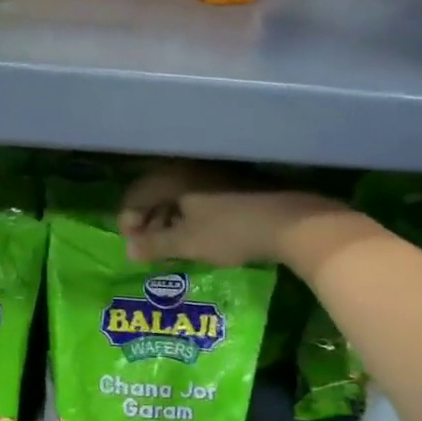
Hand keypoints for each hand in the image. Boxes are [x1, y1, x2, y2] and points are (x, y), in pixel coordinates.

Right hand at [119, 168, 359, 267]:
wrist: (293, 222)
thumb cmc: (231, 231)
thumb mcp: (187, 243)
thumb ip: (154, 246)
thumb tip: (129, 251)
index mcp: (173, 178)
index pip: (136, 196)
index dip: (128, 222)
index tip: (134, 247)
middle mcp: (189, 169)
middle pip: (156, 193)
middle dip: (148, 222)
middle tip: (150, 248)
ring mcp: (213, 174)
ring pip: (178, 195)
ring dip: (169, 219)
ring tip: (173, 245)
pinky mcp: (233, 183)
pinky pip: (199, 196)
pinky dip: (190, 215)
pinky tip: (198, 236)